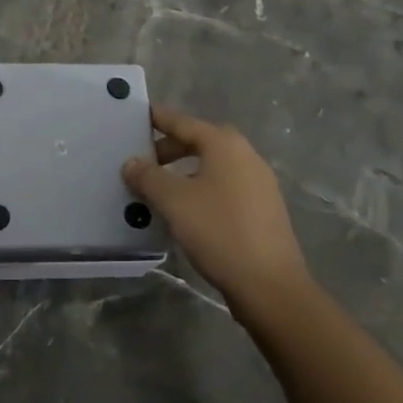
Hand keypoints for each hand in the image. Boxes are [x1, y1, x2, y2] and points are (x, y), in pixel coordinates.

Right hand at [122, 106, 311, 314]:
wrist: (270, 286)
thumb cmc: (219, 231)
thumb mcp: (174, 201)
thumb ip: (148, 177)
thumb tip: (131, 163)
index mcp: (225, 145)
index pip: (183, 122)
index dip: (158, 119)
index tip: (137, 116)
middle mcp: (245, 156)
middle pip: (200, 142)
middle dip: (170, 148)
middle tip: (144, 161)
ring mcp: (259, 184)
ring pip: (213, 166)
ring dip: (186, 171)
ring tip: (161, 188)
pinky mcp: (264, 210)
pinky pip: (225, 187)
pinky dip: (203, 189)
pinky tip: (188, 211)